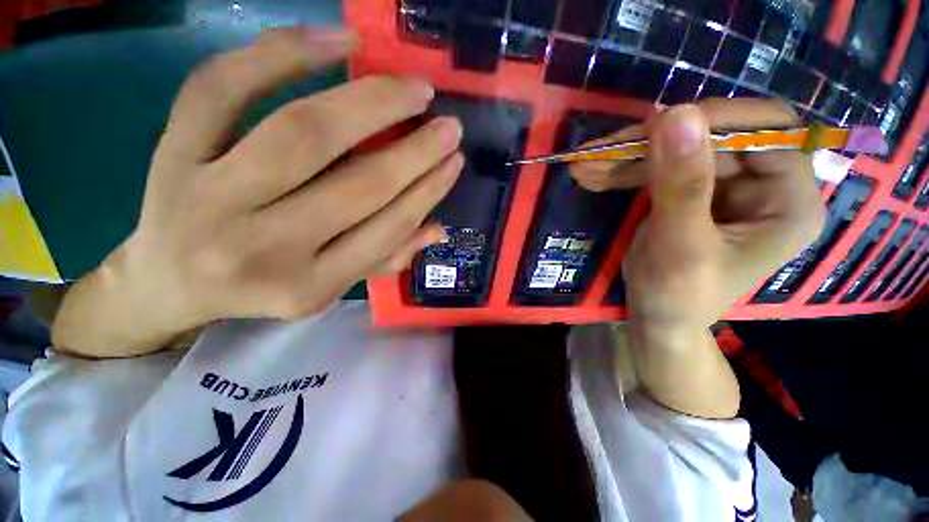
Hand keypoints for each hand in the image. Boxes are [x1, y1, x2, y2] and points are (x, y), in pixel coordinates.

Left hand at [52, 27, 463, 357]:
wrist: (168, 282)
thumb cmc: (262, 286)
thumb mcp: (329, 288)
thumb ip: (385, 259)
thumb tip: (437, 229)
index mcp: (309, 286)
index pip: (386, 230)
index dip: (427, 191)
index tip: (454, 161)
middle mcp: (263, 247)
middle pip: (356, 185)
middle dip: (415, 151)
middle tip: (448, 124)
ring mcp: (210, 195)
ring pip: (302, 133)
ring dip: (371, 102)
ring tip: (414, 88)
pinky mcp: (171, 152)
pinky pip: (223, 88)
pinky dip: (283, 53)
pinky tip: (338, 42)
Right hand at [571, 99, 824, 417]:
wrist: (657, 318)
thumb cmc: (678, 296)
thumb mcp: (681, 247)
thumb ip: (682, 186)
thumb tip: (675, 113)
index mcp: (788, 201)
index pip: (769, 131)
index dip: (716, 120)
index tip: (657, 126)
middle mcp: (763, 185)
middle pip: (711, 138)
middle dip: (650, 144)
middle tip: (597, 153)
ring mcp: (723, 187)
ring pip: (675, 151)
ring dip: (625, 158)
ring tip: (583, 166)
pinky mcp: (689, 192)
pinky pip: (656, 169)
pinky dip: (621, 172)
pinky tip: (590, 176)